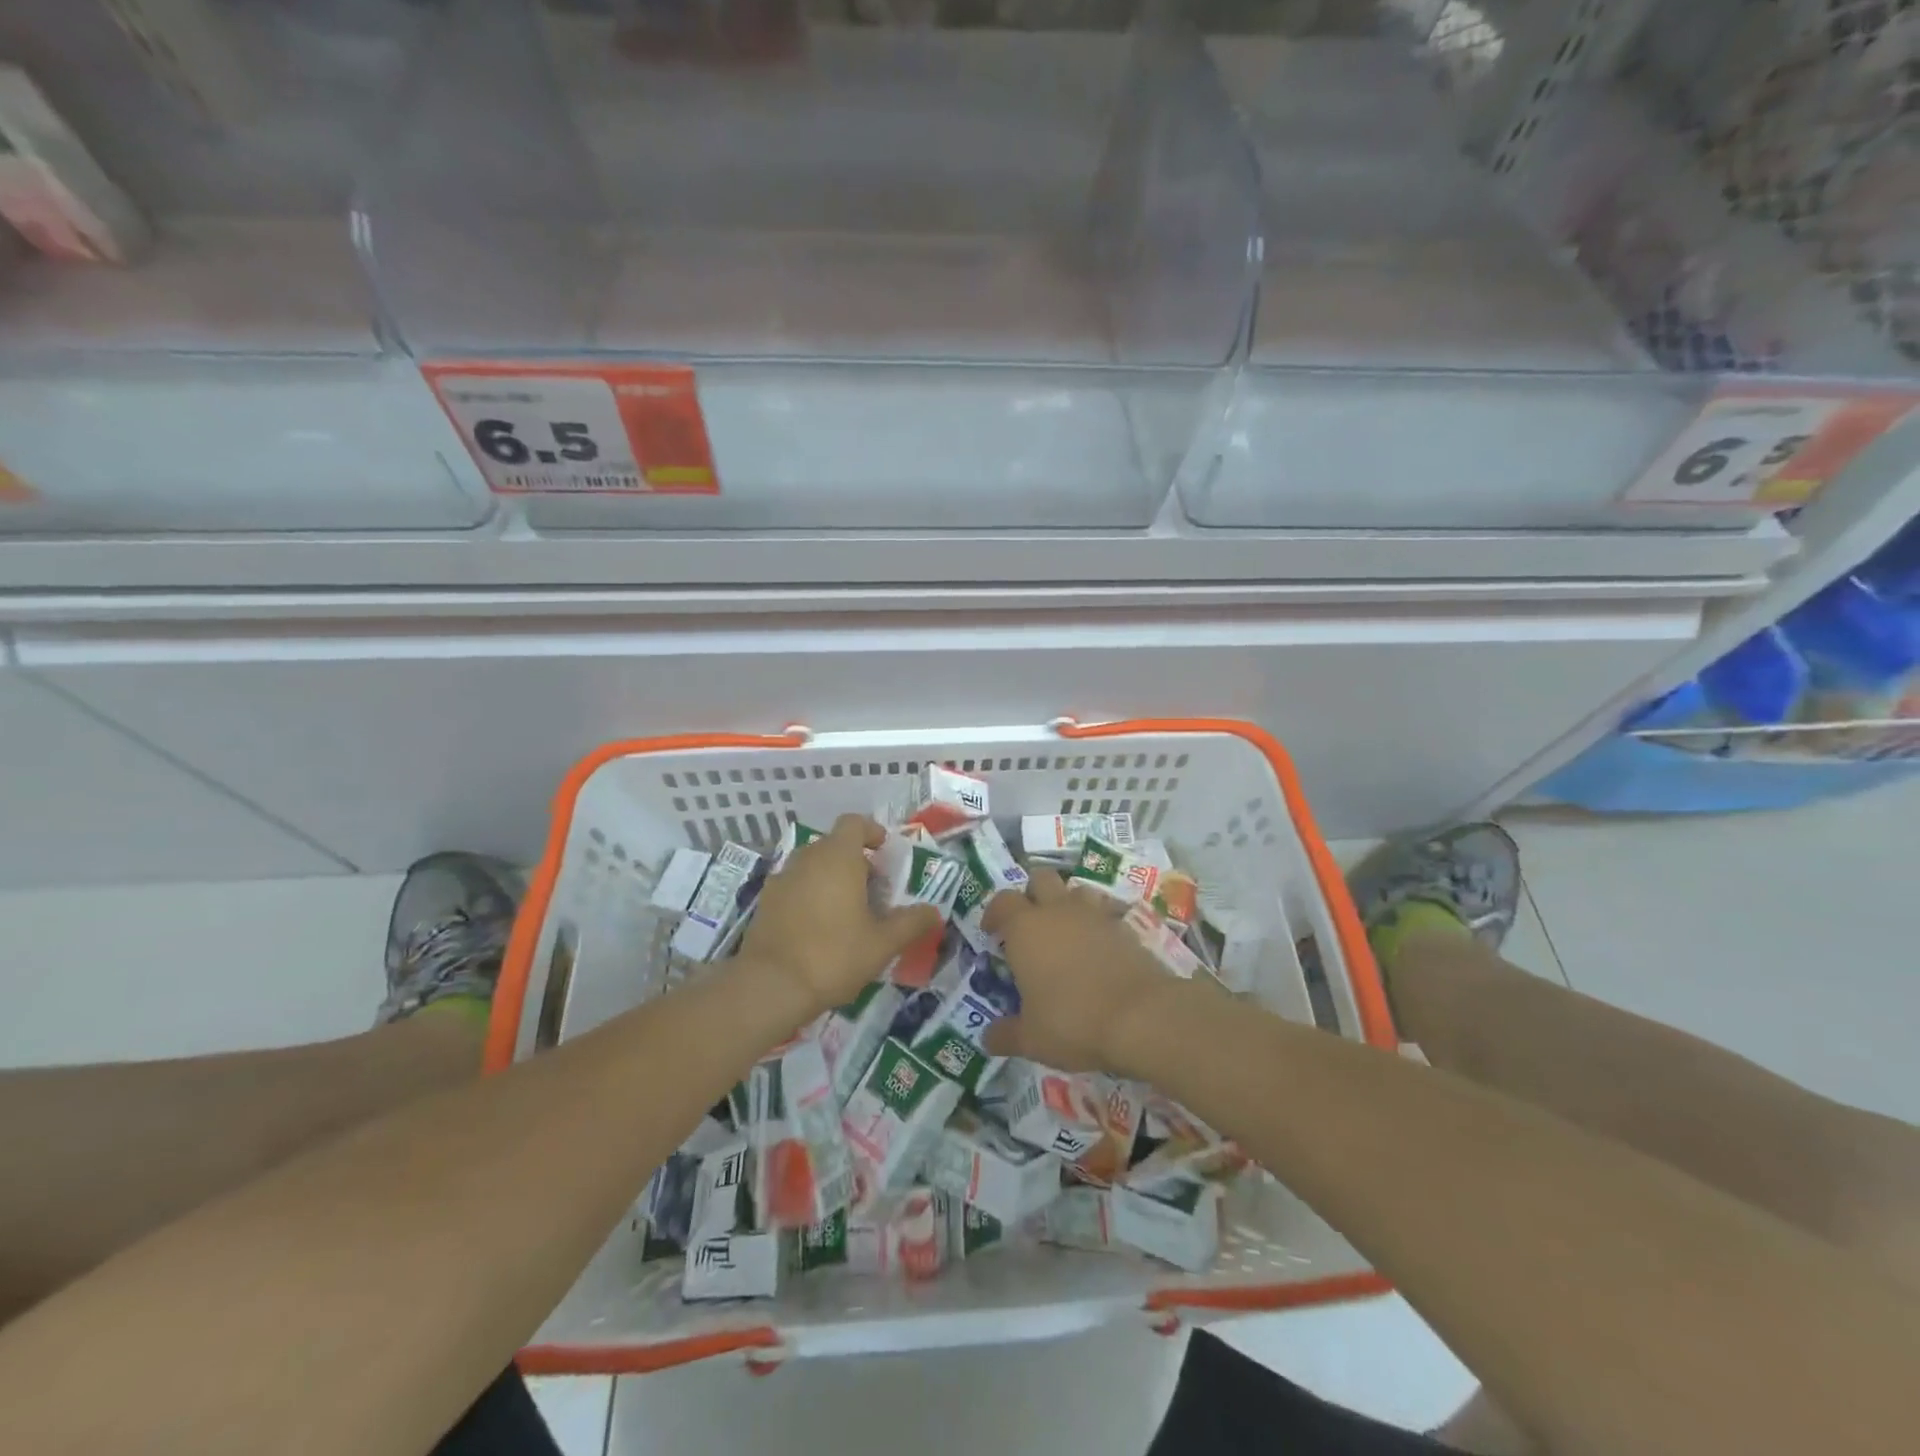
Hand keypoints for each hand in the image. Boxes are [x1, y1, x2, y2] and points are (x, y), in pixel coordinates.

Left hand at [741, 814, 940, 1020]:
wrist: (769, 986)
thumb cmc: (833, 955)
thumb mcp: (883, 943)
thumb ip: (911, 923)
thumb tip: (934, 912)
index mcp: (838, 857)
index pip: (854, 823)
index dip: (871, 832)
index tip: (884, 851)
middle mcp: (807, 858)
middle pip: (834, 845)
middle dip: (855, 861)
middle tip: (874, 891)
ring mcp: (781, 879)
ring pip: (813, 866)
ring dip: (832, 878)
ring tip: (848, 912)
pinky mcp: (765, 902)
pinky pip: (795, 886)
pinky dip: (810, 895)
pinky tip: (819, 928)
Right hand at [982, 870, 1176, 1073]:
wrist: (1143, 1015)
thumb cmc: (1073, 1021)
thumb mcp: (1031, 1038)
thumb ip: (1006, 1034)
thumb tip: (988, 1038)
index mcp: (1025, 928)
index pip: (1002, 901)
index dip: (995, 913)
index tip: (992, 932)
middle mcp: (1058, 910)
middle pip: (1040, 879)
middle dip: (1032, 894)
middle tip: (1030, 924)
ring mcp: (1095, 915)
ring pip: (1076, 889)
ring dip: (1068, 903)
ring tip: (1066, 931)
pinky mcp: (1126, 927)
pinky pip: (1106, 913)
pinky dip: (1098, 925)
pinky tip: (1099, 950)